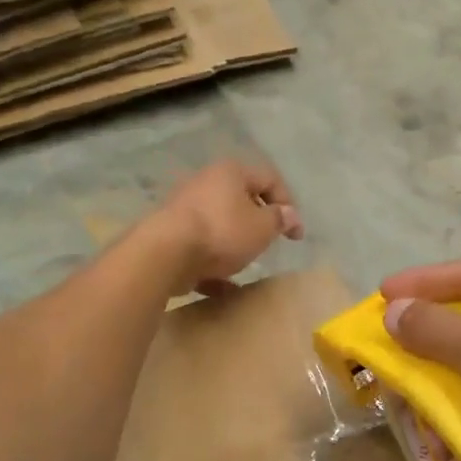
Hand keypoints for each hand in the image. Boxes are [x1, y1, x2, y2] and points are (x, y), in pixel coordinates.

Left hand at [155, 160, 302, 295]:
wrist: (164, 254)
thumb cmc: (222, 232)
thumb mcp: (262, 227)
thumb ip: (279, 220)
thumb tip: (289, 214)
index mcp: (231, 172)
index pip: (269, 178)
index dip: (288, 205)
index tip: (295, 234)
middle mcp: (205, 183)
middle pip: (240, 199)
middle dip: (257, 222)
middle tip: (269, 243)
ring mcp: (183, 208)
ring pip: (218, 224)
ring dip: (234, 243)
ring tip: (245, 264)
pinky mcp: (169, 235)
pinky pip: (199, 248)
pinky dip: (213, 265)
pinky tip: (224, 287)